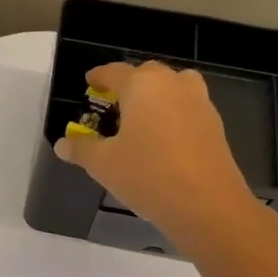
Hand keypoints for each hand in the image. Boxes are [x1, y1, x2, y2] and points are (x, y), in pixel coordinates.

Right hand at [53, 61, 273, 256]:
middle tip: (113, 104)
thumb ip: (81, 149)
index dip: (99, 76)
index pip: (115, 72)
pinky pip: (187, 109)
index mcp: (142, 85)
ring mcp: (199, 102)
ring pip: (173, 88)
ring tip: (141, 119)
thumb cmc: (147, 175)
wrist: (206, 204)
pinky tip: (163, 140)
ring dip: (156, 96)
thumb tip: (62, 143)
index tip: (90, 82)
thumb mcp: (103, 164)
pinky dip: (173, 115)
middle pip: (147, 74)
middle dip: (129, 85)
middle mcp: (173, 84)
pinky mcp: (215, 125)